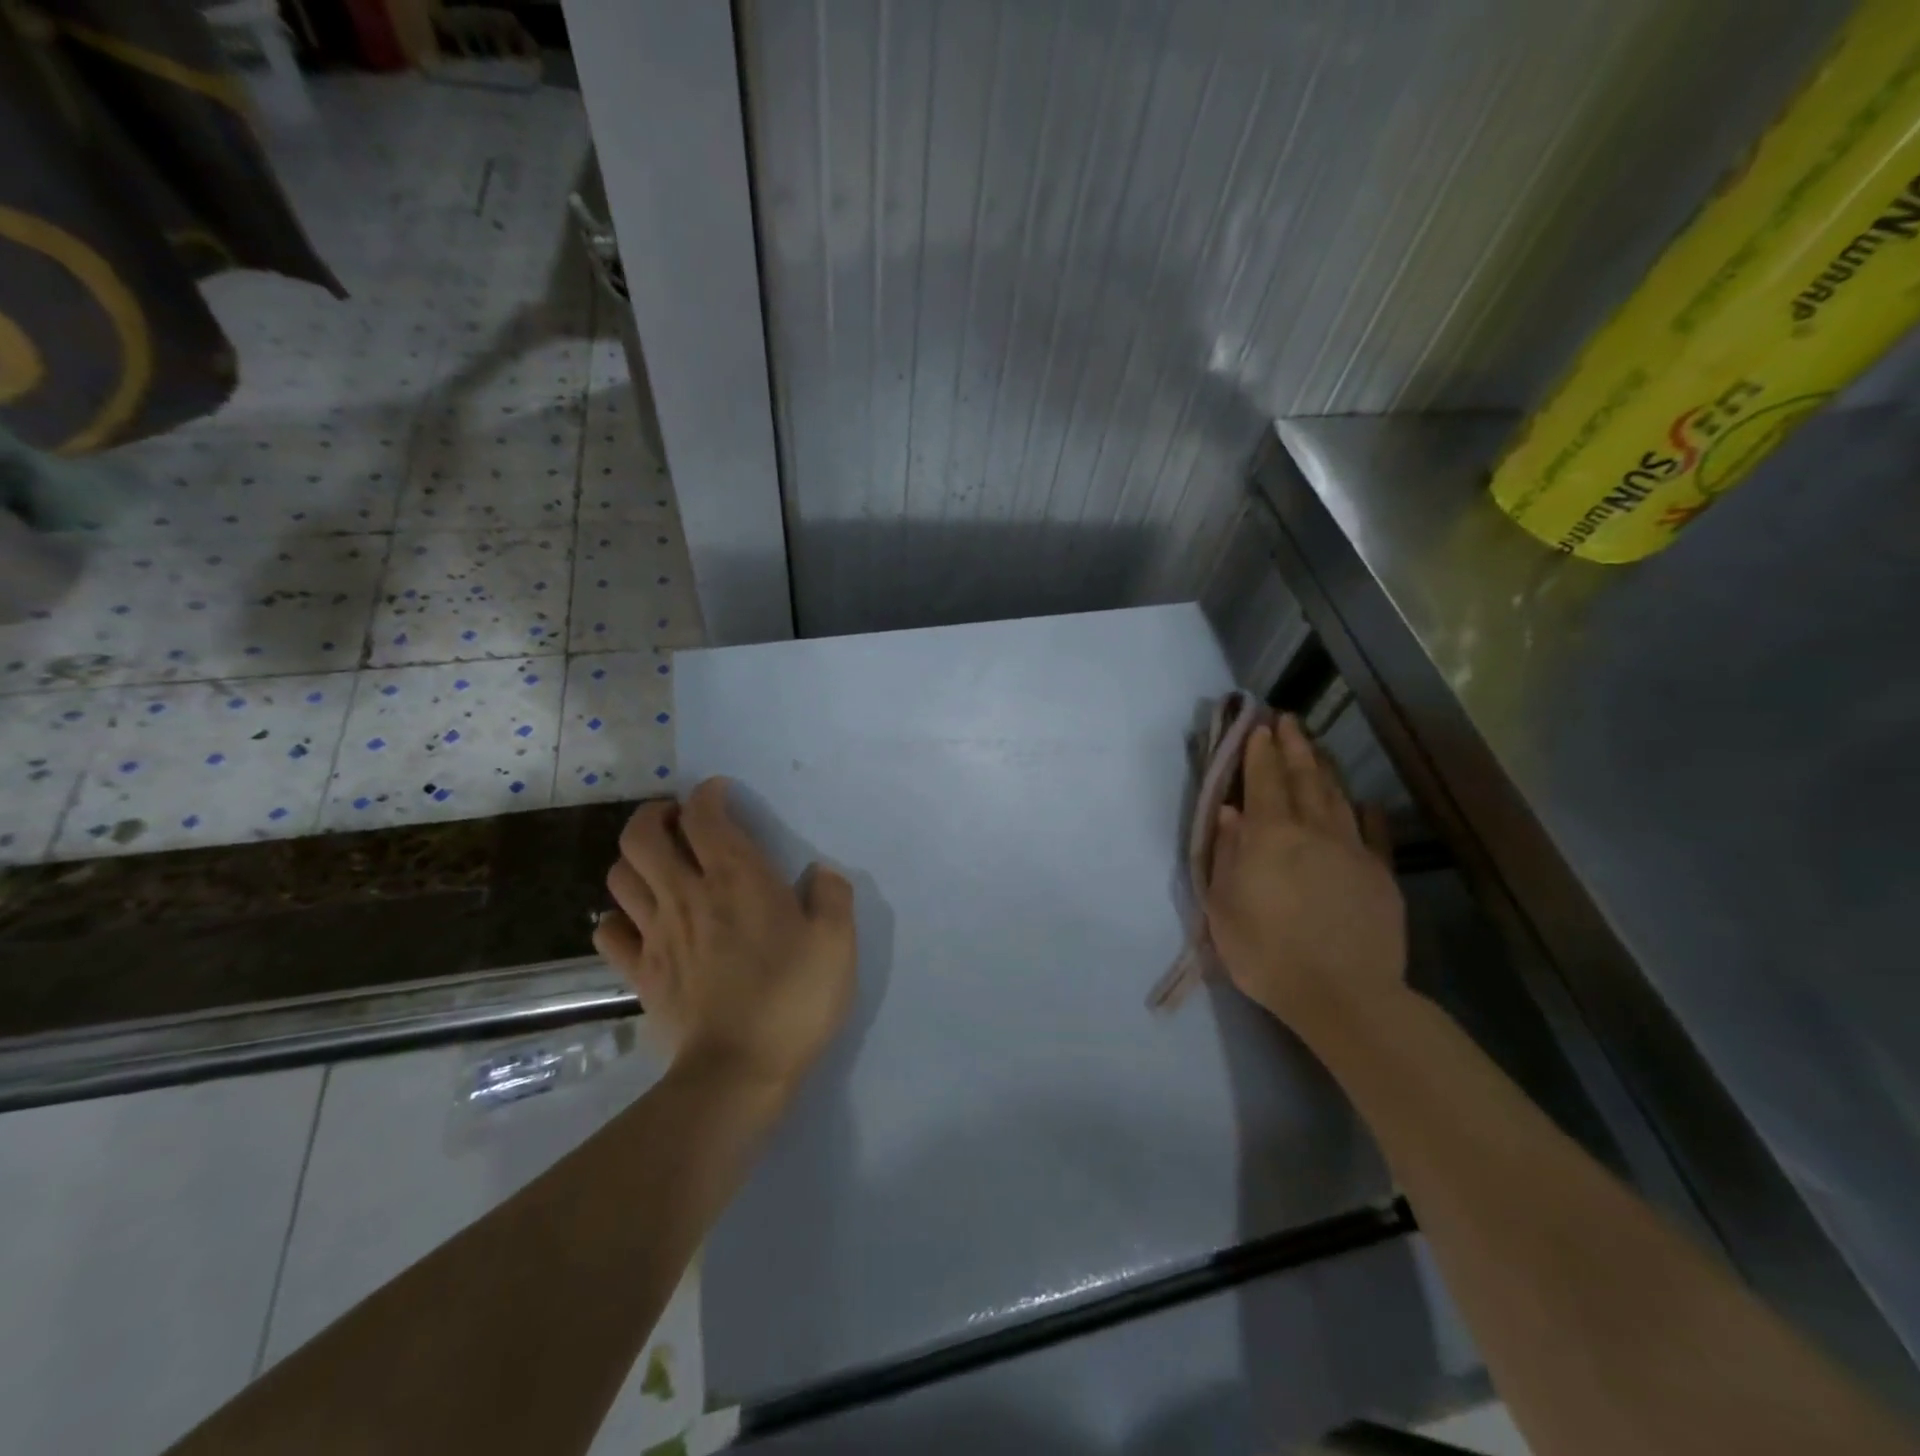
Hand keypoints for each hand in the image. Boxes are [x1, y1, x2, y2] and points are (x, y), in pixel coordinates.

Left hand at [594, 778, 856, 1093]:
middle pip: (642, 835)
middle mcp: (687, 895)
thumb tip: (820, 873)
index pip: (704, 814)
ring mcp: (655, 935)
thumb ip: (832, 896)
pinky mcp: (640, 973)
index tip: (722, 793)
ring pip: (620, 876)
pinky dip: (618, 916)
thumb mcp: (837, 942)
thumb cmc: (794, 998)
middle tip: (680, 820)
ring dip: (634, 858)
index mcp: (736, 878)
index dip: (709, 794)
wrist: (739, 1072)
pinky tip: (640, 920)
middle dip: (656, 815)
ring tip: (659, 864)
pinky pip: (609, 932)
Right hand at [1205, 714, 1406, 1032]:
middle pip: (1303, 778)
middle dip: (1294, 746)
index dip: (1260, 752)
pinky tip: (1363, 800)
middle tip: (1288, 720)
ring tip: (1315, 748)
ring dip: (1324, 768)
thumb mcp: (1224, 906)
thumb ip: (1227, 853)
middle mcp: (1312, 831)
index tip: (1259, 726)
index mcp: (1270, 836)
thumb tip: (1229, 812)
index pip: (1263, 781)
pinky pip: (1374, 832)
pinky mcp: (1380, 875)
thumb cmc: (1267, 953)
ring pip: (1337, 797)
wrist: (1343, 995)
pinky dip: (1365, 811)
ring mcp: (1352, 850)